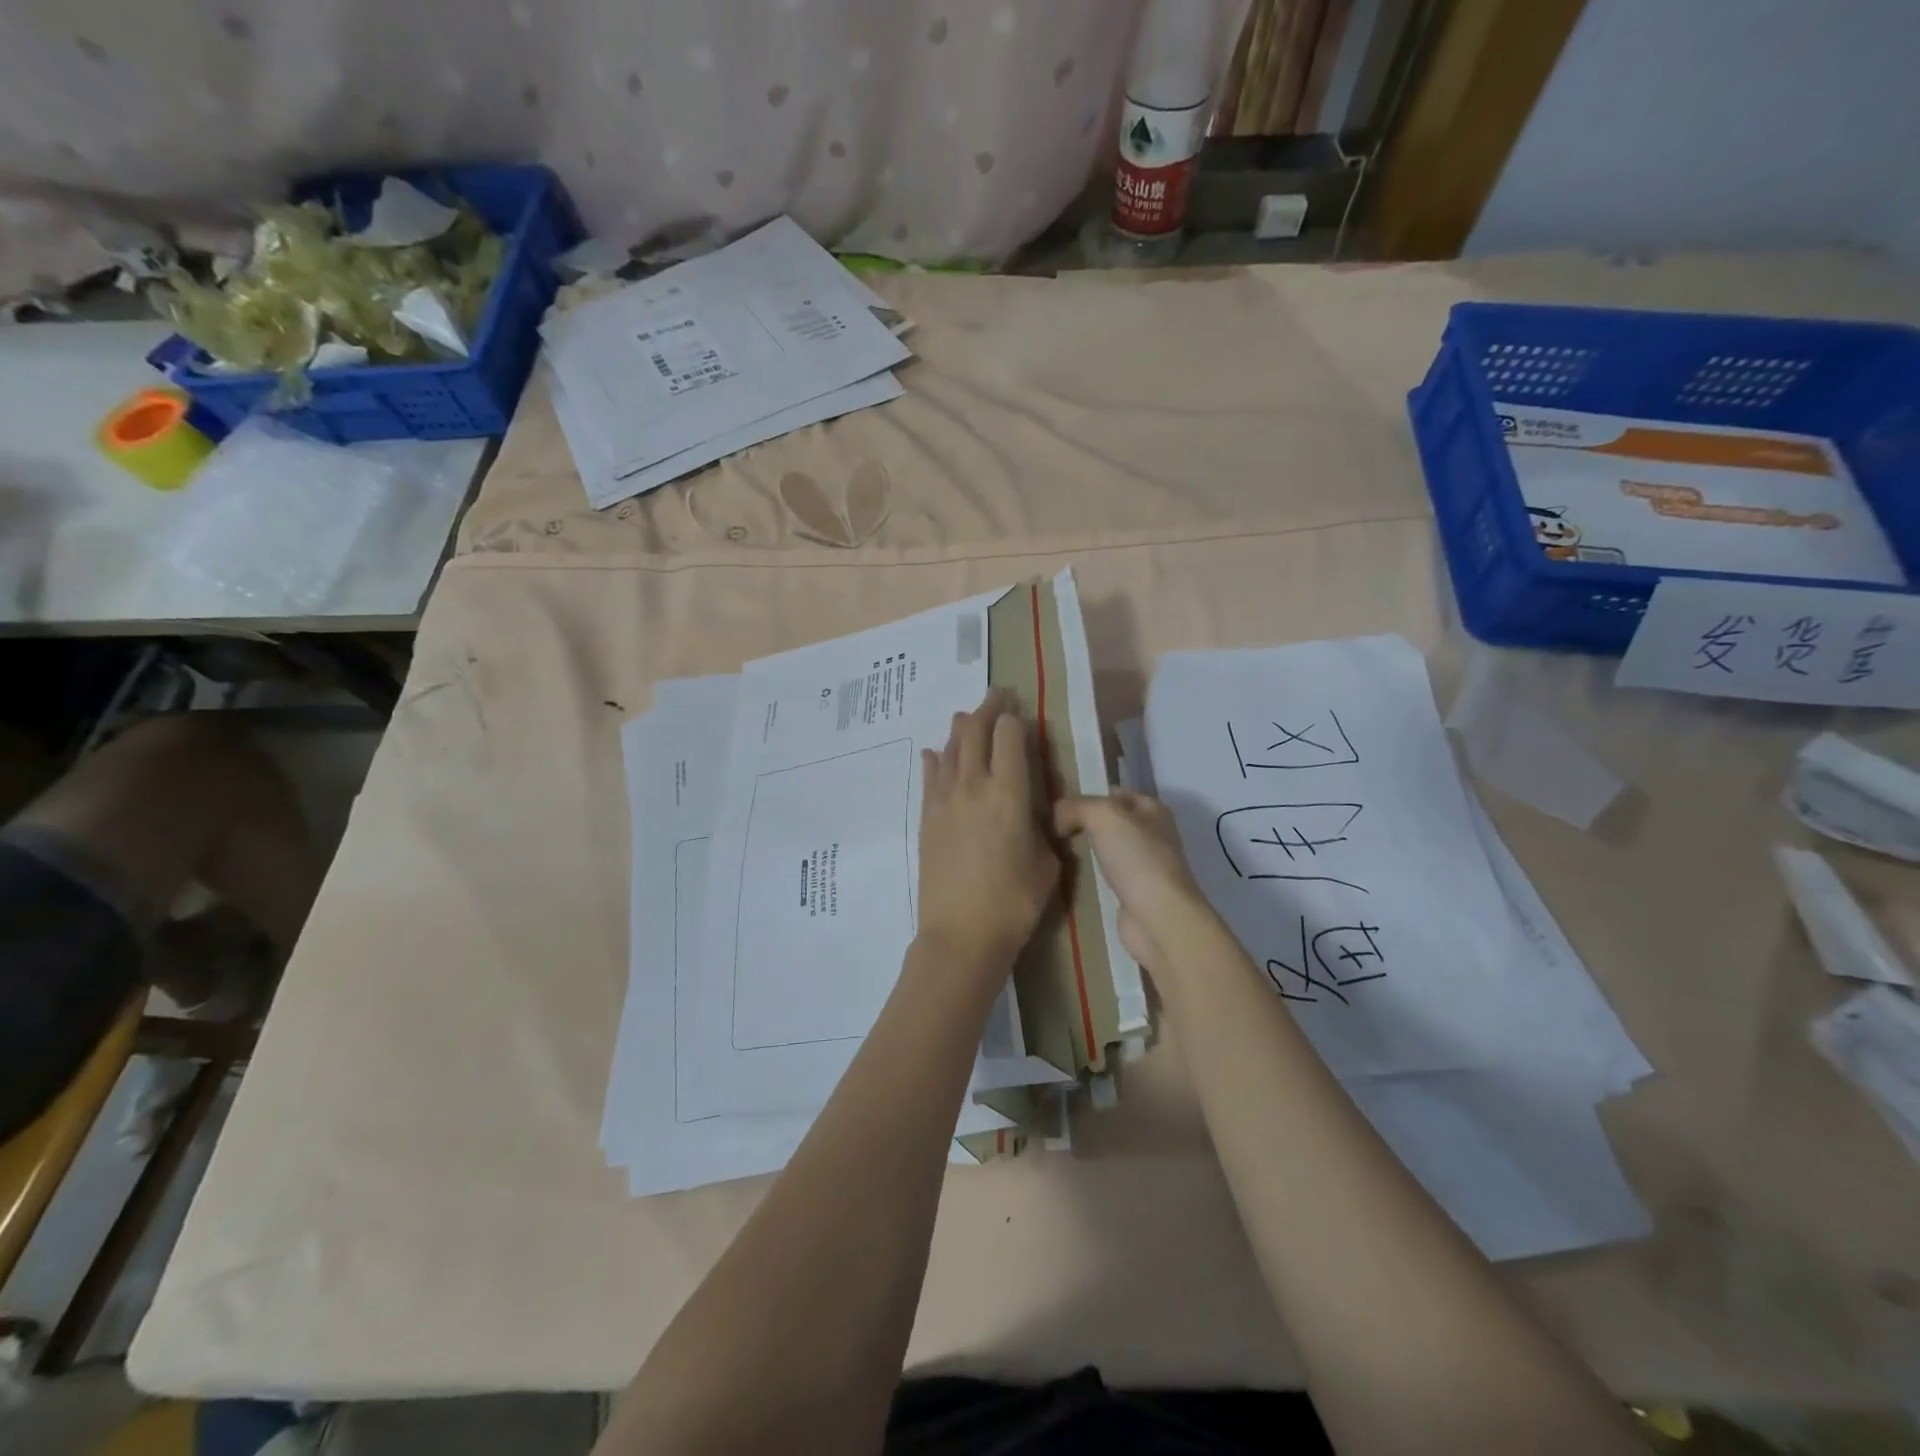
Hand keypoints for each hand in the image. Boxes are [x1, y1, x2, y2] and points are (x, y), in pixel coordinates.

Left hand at [916, 690, 1060, 970]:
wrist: (960, 934)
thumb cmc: (1014, 901)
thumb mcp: (1047, 863)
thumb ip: (1044, 827)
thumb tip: (1037, 811)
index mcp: (1010, 792)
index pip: (1010, 735)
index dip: (1017, 720)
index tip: (1023, 715)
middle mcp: (973, 785)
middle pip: (975, 730)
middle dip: (988, 709)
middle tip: (998, 697)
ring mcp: (944, 800)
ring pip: (950, 747)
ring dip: (962, 728)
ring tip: (969, 719)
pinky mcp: (927, 817)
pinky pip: (930, 775)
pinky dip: (937, 759)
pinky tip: (937, 754)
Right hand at [1054, 790, 1207, 972]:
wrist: (1158, 918)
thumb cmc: (1136, 858)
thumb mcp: (1102, 816)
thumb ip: (1075, 807)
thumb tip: (1058, 818)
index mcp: (1152, 809)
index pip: (1114, 793)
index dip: (1087, 794)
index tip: (1057, 806)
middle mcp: (1153, 834)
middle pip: (1111, 821)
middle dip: (1084, 822)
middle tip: (1051, 828)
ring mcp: (1145, 865)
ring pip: (1108, 848)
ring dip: (1087, 849)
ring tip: (1056, 849)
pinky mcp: (1136, 893)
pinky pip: (1107, 874)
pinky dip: (1092, 874)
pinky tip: (1073, 875)